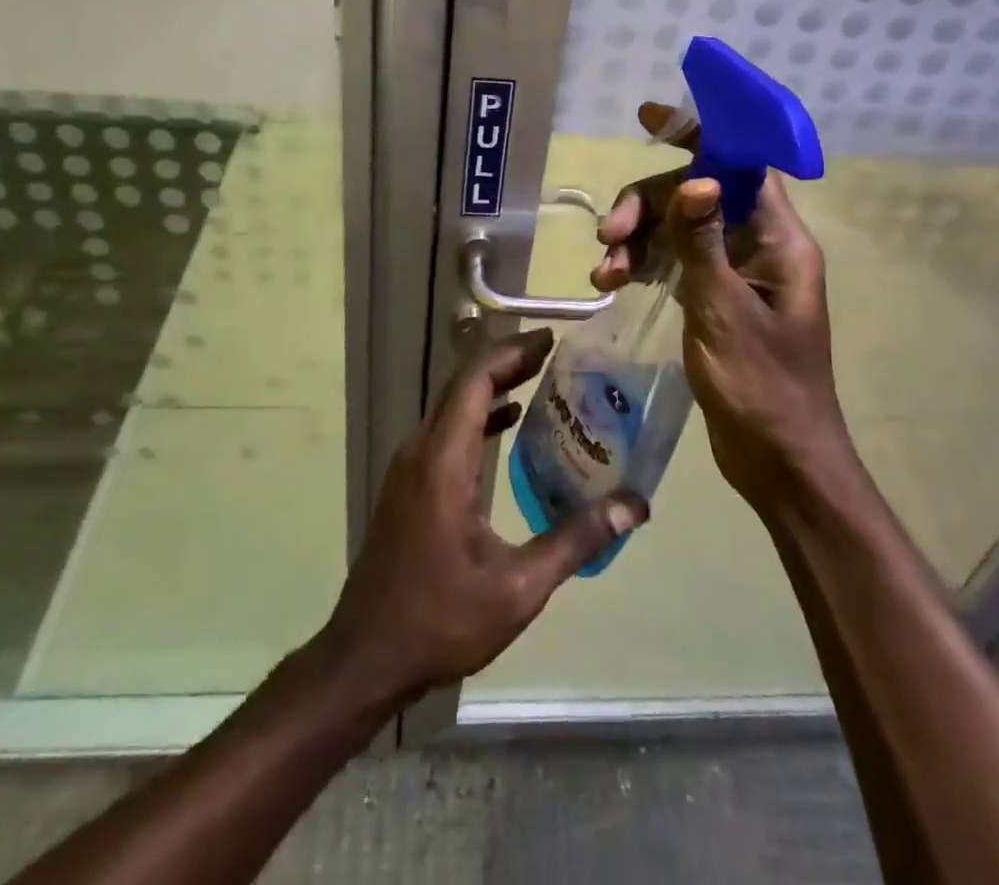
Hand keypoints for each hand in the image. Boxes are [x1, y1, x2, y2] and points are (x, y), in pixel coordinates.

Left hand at [321, 330, 646, 703]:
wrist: (366, 658)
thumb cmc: (440, 620)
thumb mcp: (517, 588)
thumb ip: (575, 540)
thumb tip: (633, 506)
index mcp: (442, 462)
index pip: (474, 382)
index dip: (511, 354)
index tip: (549, 340)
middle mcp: (420, 451)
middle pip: (462, 386)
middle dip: (506, 362)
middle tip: (552, 353)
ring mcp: (408, 468)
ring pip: (451, 406)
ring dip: (491, 386)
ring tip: (537, 378)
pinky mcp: (408, 486)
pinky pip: (444, 431)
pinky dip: (477, 415)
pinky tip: (506, 424)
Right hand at [594, 103, 856, 510]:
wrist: (779, 462)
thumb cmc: (762, 387)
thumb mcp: (724, 310)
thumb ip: (705, 242)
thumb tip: (697, 179)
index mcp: (779, 240)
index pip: (743, 164)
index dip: (701, 135)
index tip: (651, 119)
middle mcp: (760, 246)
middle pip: (697, 195)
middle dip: (647, 206)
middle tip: (607, 236)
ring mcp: (736, 273)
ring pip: (678, 229)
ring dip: (637, 241)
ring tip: (604, 274)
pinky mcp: (715, 298)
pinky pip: (675, 262)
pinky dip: (644, 266)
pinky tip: (613, 285)